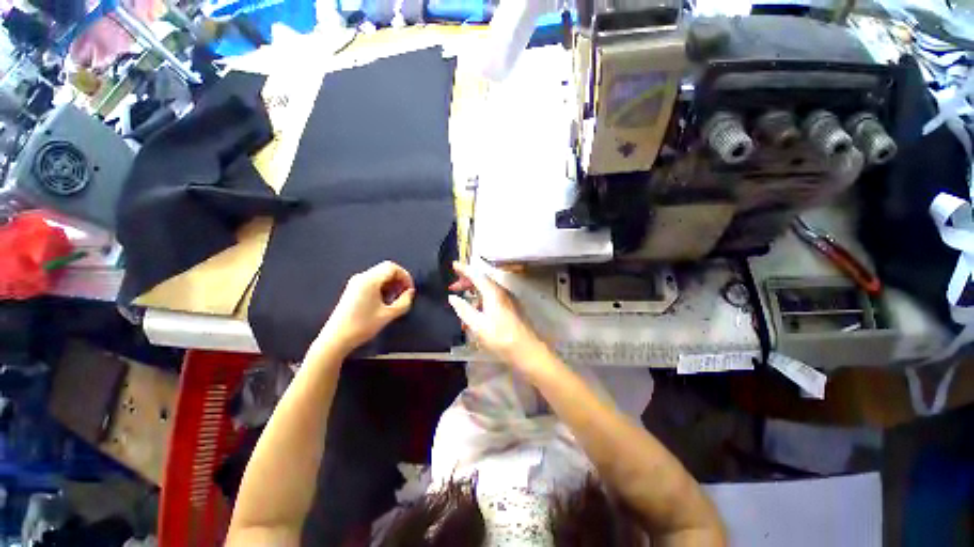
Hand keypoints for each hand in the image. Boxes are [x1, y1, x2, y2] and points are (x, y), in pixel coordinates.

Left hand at [319, 261, 415, 352]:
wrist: (336, 339)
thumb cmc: (362, 326)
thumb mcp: (388, 315)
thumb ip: (404, 302)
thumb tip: (410, 293)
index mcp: (369, 280)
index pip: (392, 267)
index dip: (405, 276)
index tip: (410, 290)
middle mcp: (361, 277)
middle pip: (386, 269)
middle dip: (399, 280)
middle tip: (405, 294)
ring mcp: (355, 282)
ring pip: (380, 275)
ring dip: (391, 284)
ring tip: (395, 299)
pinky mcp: (353, 289)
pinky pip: (372, 281)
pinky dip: (382, 287)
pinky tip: (384, 301)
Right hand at [447, 262, 545, 366]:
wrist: (526, 350)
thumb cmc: (500, 338)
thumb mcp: (477, 325)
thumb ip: (463, 309)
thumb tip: (452, 297)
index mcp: (493, 293)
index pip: (477, 275)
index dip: (464, 269)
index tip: (453, 265)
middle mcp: (502, 292)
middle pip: (482, 280)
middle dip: (467, 281)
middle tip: (453, 287)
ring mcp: (508, 299)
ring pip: (487, 290)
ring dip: (473, 293)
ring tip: (461, 303)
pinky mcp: (511, 307)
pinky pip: (493, 298)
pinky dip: (481, 301)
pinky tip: (475, 314)